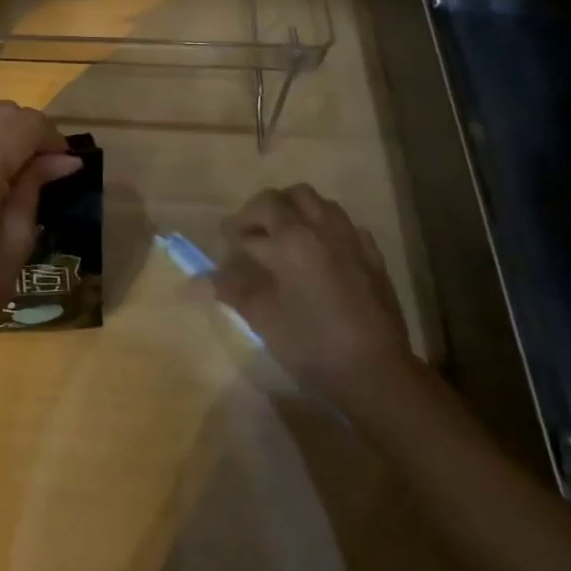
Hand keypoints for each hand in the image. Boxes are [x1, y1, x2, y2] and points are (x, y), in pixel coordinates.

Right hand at [214, 184, 416, 407]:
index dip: (234, 231)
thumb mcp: (264, 318)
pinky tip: (322, 251)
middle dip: (262, 210)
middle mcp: (319, 228)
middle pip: (285, 198)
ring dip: (296, 210)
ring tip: (285, 235)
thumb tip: (194, 282)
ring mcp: (350, 239)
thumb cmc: (312, 344)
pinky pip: (345, 225)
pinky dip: (327, 228)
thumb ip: (231, 290)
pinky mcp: (372, 256)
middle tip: (251, 233)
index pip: (253, 220)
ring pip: (318, 203)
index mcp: (290, 239)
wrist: (377, 373)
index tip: (225, 244)